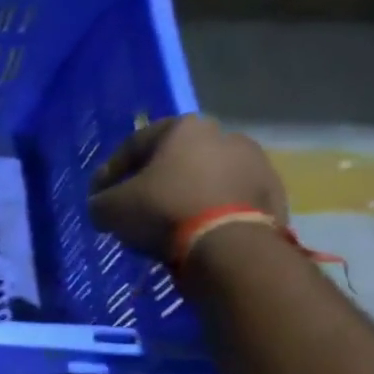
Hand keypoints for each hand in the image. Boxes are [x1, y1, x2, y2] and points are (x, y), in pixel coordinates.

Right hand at [87, 115, 285, 260]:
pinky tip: (196, 234)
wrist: (229, 246)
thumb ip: (100, 201)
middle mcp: (224, 135)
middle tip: (134, 208)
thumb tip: (102, 205)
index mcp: (185, 128)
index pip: (134, 144)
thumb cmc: (163, 211)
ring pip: (206, 179)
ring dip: (185, 196)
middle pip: (175, 159)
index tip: (99, 195)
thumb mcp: (110, 208)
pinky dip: (210, 213)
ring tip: (167, 225)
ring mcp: (256, 164)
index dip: (110, 171)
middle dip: (153, 182)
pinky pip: (229, 202)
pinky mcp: (274, 195)